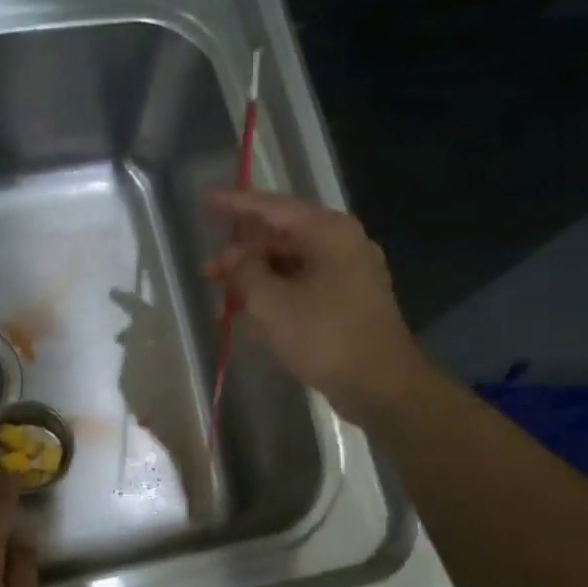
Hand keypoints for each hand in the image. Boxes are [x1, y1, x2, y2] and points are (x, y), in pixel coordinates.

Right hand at [205, 189, 423, 422]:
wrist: (381, 385)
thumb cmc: (325, 336)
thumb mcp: (271, 303)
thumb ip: (245, 272)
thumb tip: (234, 258)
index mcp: (328, 232)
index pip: (272, 207)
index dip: (235, 205)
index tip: (206, 201)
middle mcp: (342, 245)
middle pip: (281, 239)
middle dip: (241, 256)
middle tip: (207, 273)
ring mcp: (349, 275)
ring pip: (290, 268)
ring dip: (256, 283)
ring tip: (223, 304)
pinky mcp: (349, 304)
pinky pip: (303, 290)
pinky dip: (276, 299)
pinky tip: (252, 319)